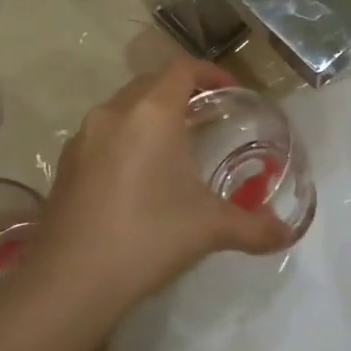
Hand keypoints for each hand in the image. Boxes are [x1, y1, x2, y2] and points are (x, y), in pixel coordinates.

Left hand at [32, 58, 290, 311]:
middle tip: (207, 118)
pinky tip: (137, 177)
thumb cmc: (148, 238)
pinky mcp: (64, 164)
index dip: (211, 72)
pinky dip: (125, 138)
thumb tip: (285, 233)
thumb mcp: (210, 229)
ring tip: (174, 146)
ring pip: (123, 107)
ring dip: (150, 115)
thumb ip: (253, 227)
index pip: (182, 68)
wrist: (69, 282)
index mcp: (151, 113)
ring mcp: (83, 137)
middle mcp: (113, 113)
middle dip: (181, 92)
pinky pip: (103, 134)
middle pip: (151, 83)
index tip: (231, 92)